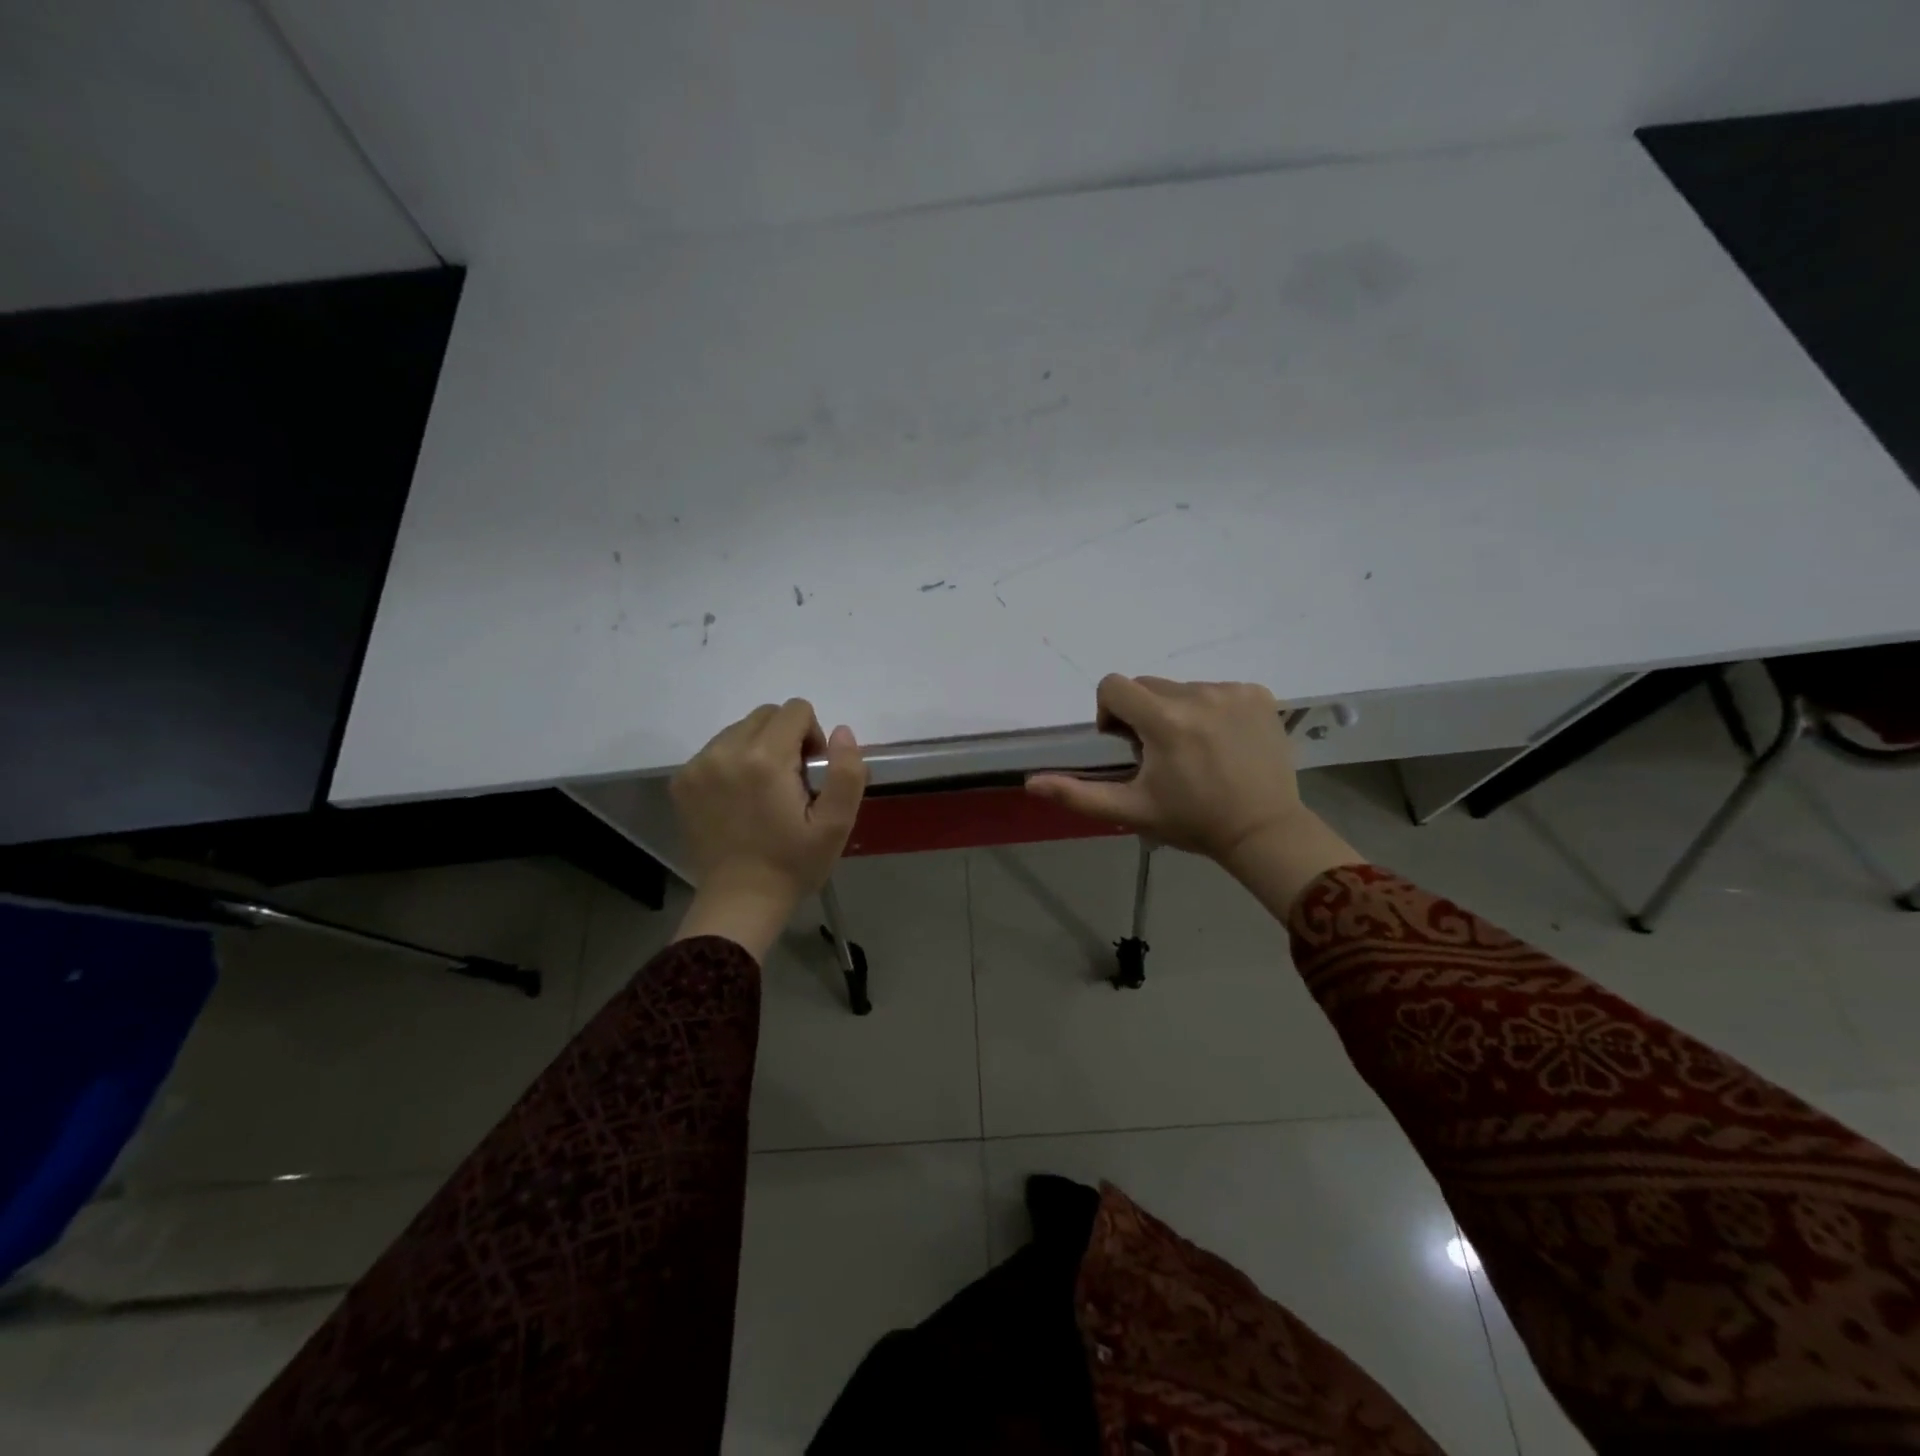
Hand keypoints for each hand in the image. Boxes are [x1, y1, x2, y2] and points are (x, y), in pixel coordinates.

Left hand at [670, 699, 866, 959]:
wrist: (740, 902)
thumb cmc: (793, 864)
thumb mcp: (836, 824)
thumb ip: (847, 772)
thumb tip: (841, 731)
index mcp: (765, 759)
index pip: (796, 710)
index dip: (813, 736)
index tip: (811, 773)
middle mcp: (725, 751)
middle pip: (766, 715)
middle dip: (785, 738)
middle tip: (791, 783)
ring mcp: (698, 766)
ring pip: (739, 730)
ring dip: (758, 748)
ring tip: (763, 792)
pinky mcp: (682, 781)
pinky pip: (716, 750)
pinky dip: (732, 763)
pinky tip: (739, 800)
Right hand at [1026, 675, 1361, 915]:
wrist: (1264, 831)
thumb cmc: (1192, 821)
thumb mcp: (1131, 810)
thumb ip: (1078, 794)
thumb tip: (1031, 783)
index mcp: (1165, 720)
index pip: (1114, 686)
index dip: (1110, 712)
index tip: (1127, 743)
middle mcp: (1198, 694)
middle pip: (1148, 686)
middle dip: (1143, 714)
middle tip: (1161, 755)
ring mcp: (1233, 691)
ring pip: (1182, 687)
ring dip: (1177, 711)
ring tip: (1194, 751)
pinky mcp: (1258, 694)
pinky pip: (1217, 689)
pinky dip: (1211, 709)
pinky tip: (1222, 742)